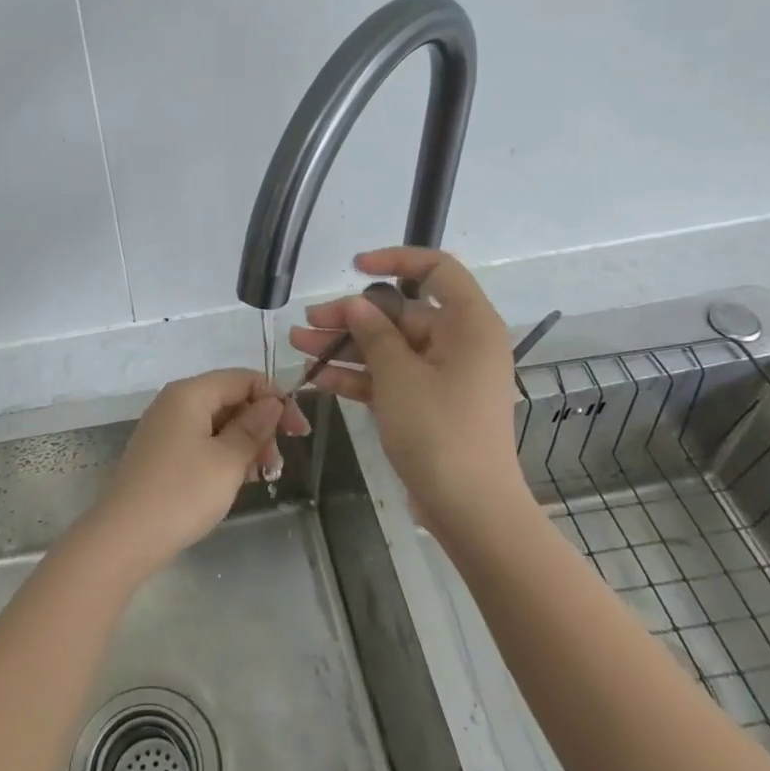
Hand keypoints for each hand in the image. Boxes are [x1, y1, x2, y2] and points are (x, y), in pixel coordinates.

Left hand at [87, 369, 309, 577]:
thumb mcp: (228, 460)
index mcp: (190, 393)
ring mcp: (165, 429)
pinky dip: (224, 455)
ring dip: (245, 444)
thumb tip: (273, 402)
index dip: (276, 399)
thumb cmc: (182, 493)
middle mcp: (175, 403)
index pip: (243, 378)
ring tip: (262, 476)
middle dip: (261, 425)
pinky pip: (202, 442)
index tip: (299, 432)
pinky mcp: (161, 455)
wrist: (124, 538)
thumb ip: (254, 427)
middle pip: (230, 399)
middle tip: (277, 463)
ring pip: (218, 424)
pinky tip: (237, 481)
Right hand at [290, 247, 524, 533]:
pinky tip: (320, 378)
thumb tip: (356, 304)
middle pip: (402, 314)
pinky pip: (392, 378)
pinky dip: (360, 377)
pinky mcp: (430, 404)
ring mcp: (445, 376)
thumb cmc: (440, 432)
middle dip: (352, 318)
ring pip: (391, 348)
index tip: (355, 268)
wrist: (470, 510)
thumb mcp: (399, 376)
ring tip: (299, 345)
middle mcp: (461, 343)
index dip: (396, 260)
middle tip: (307, 322)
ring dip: (347, 347)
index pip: (437, 270)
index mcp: (469, 324)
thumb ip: (374, 333)